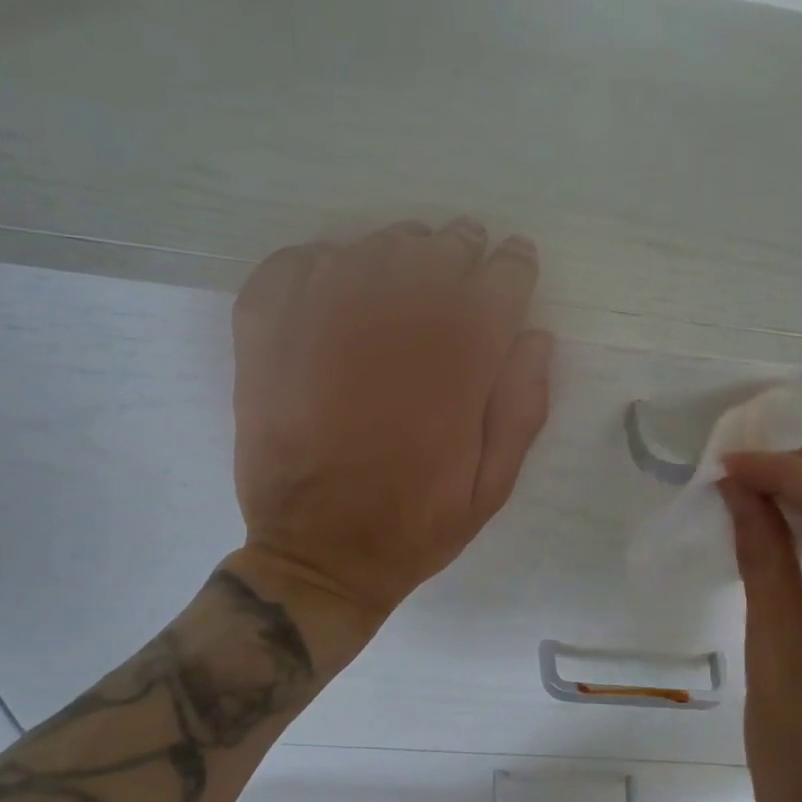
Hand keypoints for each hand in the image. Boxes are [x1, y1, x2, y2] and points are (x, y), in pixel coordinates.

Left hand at [227, 219, 553, 635]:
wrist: (316, 555)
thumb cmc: (415, 523)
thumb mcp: (494, 485)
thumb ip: (523, 405)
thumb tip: (534, 335)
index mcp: (457, 364)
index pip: (500, 280)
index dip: (514, 265)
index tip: (515, 263)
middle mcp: (393, 326)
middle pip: (439, 250)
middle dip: (463, 248)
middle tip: (465, 260)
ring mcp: (322, 321)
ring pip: (374, 246)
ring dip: (402, 249)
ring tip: (409, 269)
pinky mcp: (267, 332)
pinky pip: (295, 264)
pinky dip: (321, 261)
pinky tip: (335, 284)